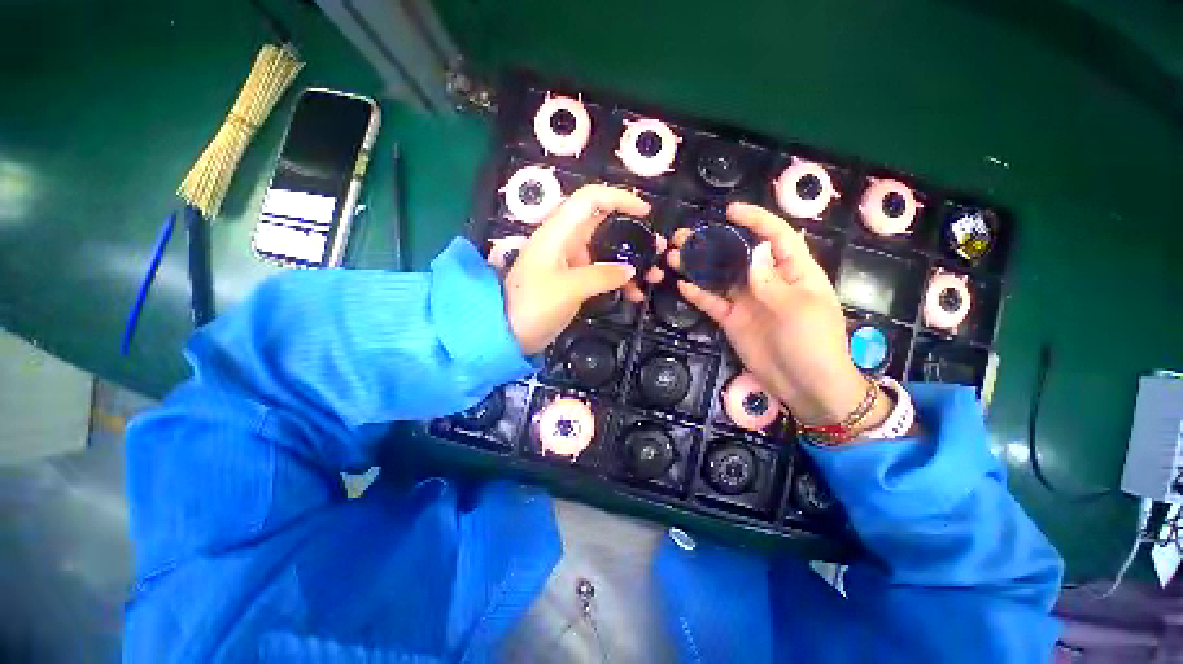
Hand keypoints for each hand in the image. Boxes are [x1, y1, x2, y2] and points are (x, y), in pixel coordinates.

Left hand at [505, 184, 664, 354]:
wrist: (507, 334)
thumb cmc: (533, 306)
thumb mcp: (569, 289)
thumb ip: (602, 276)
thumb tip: (630, 269)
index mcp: (558, 232)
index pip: (590, 199)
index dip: (619, 198)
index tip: (645, 213)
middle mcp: (564, 241)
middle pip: (603, 225)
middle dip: (631, 234)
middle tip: (656, 249)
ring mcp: (568, 262)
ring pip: (605, 252)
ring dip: (629, 261)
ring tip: (652, 276)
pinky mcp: (572, 281)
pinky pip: (600, 273)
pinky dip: (617, 280)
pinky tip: (634, 295)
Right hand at [668, 203, 884, 427]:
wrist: (804, 385)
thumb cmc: (813, 343)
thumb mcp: (798, 309)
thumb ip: (772, 281)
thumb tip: (753, 252)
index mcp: (794, 271)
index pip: (776, 236)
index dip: (755, 220)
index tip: (730, 212)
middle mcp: (767, 281)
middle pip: (738, 255)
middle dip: (714, 243)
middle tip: (685, 236)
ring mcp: (747, 301)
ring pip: (720, 277)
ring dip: (699, 266)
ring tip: (675, 256)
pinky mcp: (732, 319)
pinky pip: (713, 303)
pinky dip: (698, 295)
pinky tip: (682, 285)